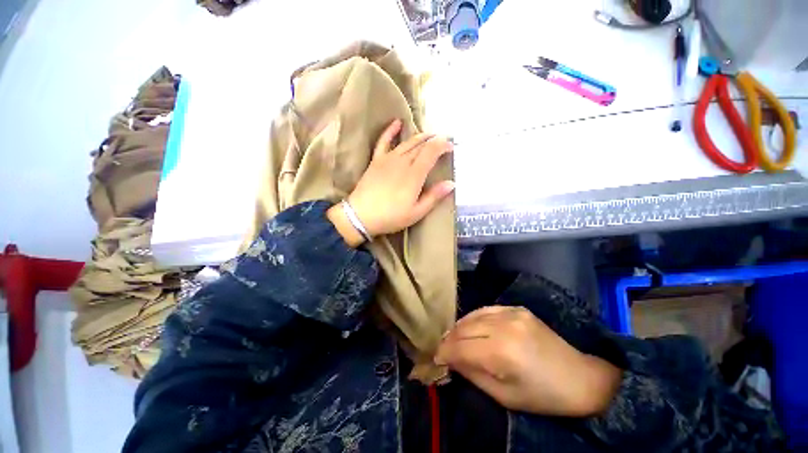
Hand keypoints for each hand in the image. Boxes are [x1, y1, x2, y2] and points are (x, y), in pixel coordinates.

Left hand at [327, 119, 454, 246]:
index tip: (451, 146)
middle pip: (421, 145)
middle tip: (443, 141)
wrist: (361, 216)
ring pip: (407, 142)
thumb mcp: (416, 212)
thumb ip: (434, 196)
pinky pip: (384, 141)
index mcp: (414, 175)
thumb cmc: (391, 217)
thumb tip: (451, 183)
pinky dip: (390, 131)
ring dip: (420, 136)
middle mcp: (403, 162)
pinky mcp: (376, 160)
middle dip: (435, 140)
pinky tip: (397, 122)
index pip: (431, 151)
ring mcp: (388, 159)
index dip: (443, 145)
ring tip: (429, 135)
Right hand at [435, 306, 621, 416]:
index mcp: (502, 352)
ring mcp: (511, 312)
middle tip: (443, 349)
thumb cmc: (542, 396)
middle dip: (449, 339)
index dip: (445, 352)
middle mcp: (504, 326)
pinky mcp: (516, 307)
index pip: (461, 347)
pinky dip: (474, 318)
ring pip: (472, 315)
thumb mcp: (503, 397)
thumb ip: (472, 374)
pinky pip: (486, 309)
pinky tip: (470, 326)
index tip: (436, 358)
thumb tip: (450, 360)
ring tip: (453, 338)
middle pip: (464, 328)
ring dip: (459, 327)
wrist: (579, 377)